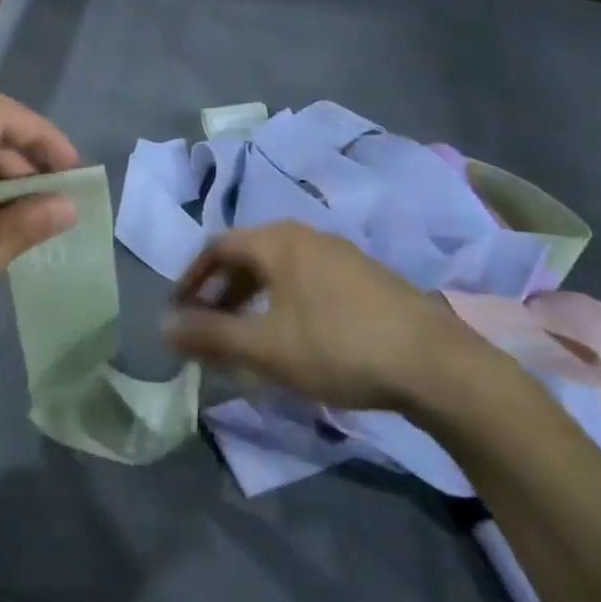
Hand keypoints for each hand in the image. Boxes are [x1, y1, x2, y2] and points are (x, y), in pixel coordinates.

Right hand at [164, 222, 488, 412]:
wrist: (437, 365)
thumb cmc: (338, 347)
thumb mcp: (264, 347)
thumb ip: (209, 335)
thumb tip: (163, 325)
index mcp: (277, 241)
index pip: (216, 248)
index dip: (190, 280)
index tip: (178, 313)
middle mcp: (306, 236)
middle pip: (247, 257)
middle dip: (220, 293)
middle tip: (209, 329)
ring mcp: (341, 255)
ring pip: (278, 271)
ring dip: (252, 301)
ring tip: (247, 338)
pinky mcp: (367, 278)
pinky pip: (307, 282)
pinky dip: (283, 303)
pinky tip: (294, 339)